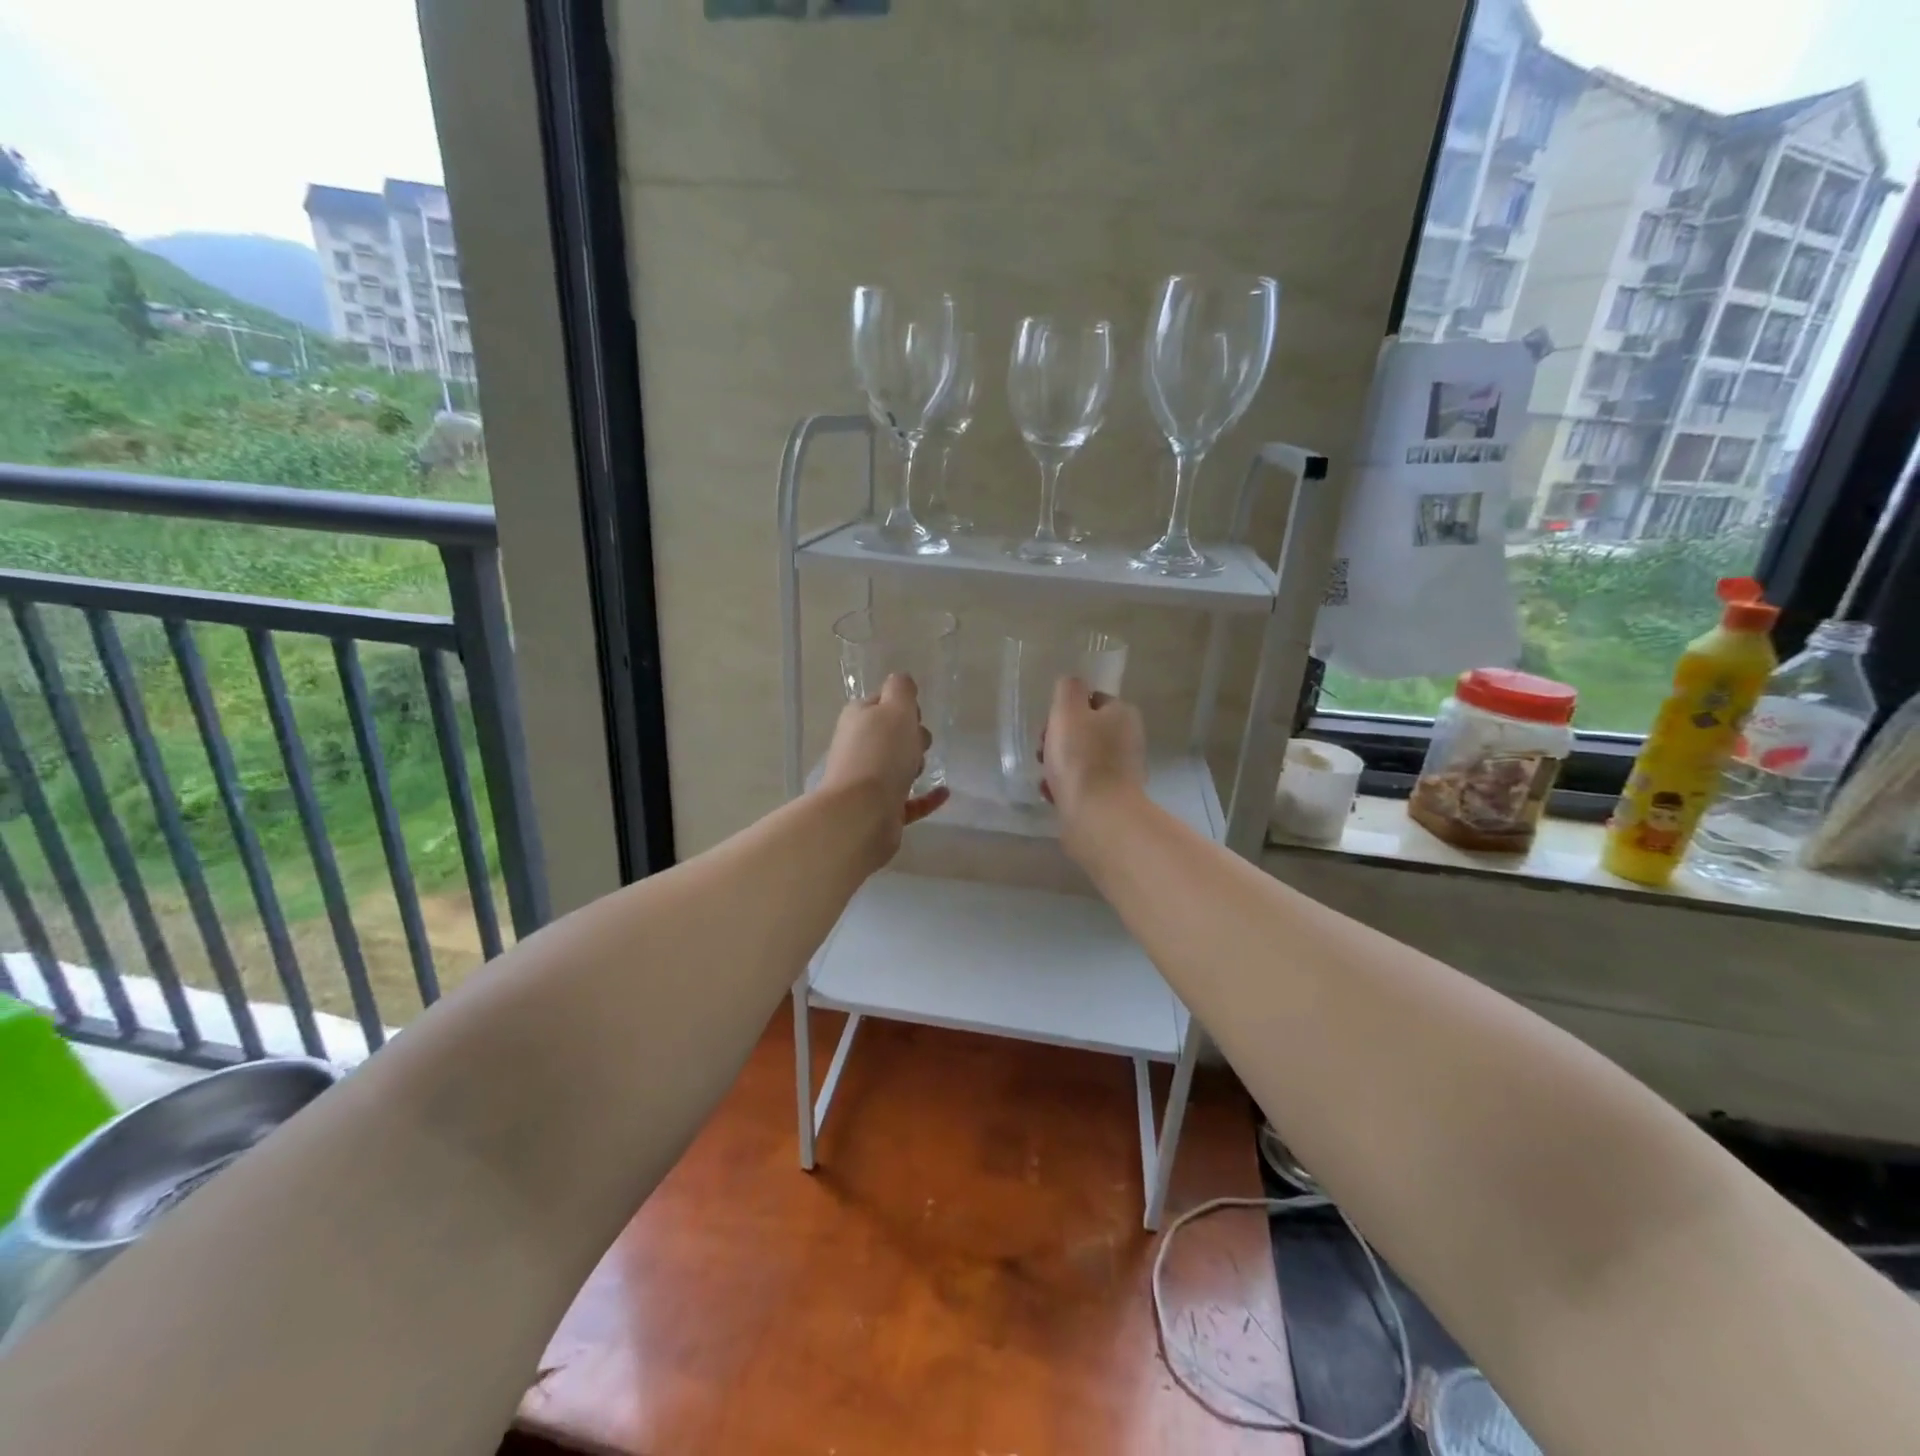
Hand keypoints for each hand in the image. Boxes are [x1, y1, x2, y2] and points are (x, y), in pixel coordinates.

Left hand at [818, 673, 949, 860]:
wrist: (862, 813)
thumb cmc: (881, 753)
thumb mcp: (896, 709)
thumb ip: (901, 690)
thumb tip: (900, 680)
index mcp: (857, 719)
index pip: (880, 703)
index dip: (901, 705)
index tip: (915, 714)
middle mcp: (857, 748)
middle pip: (889, 736)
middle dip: (909, 736)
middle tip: (919, 742)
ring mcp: (867, 782)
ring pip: (896, 767)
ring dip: (913, 764)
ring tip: (923, 767)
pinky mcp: (881, 811)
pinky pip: (908, 801)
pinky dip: (925, 797)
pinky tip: (944, 793)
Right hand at [1039, 676, 1146, 852]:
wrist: (1098, 816)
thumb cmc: (1081, 758)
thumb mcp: (1067, 711)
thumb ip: (1068, 690)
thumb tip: (1072, 683)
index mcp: (1122, 714)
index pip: (1092, 700)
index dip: (1066, 710)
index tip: (1049, 725)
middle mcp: (1127, 740)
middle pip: (1084, 731)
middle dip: (1058, 739)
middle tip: (1043, 752)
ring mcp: (1121, 771)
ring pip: (1080, 759)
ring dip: (1058, 765)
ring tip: (1045, 777)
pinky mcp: (1110, 798)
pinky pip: (1081, 785)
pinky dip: (1064, 787)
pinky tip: (1051, 794)